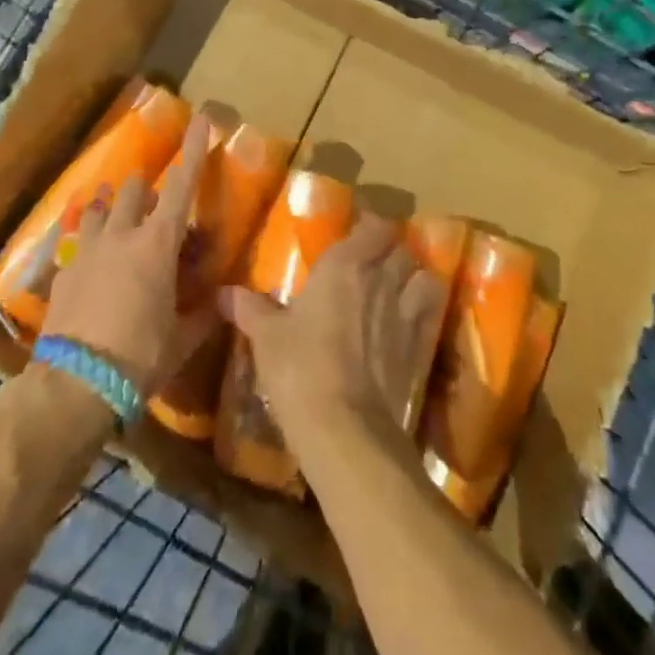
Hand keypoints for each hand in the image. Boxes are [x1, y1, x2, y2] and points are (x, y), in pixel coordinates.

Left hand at [38, 113, 221, 397]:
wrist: (74, 386)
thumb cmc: (140, 357)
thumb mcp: (183, 338)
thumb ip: (206, 313)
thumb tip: (225, 299)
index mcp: (157, 244)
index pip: (181, 187)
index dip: (193, 151)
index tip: (200, 119)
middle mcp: (121, 236)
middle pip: (134, 191)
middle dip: (147, 189)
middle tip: (158, 208)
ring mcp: (86, 252)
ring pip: (99, 210)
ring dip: (112, 208)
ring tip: (117, 218)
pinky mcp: (62, 274)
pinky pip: (78, 245)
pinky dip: (91, 246)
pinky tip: (93, 267)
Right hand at [218, 216, 445, 455]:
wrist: (345, 429)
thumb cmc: (300, 370)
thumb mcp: (267, 338)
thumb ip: (251, 309)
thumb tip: (224, 293)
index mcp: (344, 265)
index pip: (374, 226)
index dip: (370, 225)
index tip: (357, 231)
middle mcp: (381, 279)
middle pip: (401, 248)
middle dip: (390, 250)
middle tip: (372, 261)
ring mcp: (405, 312)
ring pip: (423, 276)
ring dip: (413, 276)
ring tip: (398, 286)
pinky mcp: (419, 346)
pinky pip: (430, 313)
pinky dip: (424, 309)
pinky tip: (409, 320)